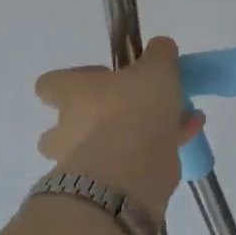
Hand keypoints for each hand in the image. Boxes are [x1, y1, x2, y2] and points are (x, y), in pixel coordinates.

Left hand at [35, 37, 201, 216]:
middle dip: (94, 121)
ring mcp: (81, 163)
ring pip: (99, 148)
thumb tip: (160, 46)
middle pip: (66, 125)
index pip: (49, 84)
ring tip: (167, 124)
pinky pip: (126, 165)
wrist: (132, 172)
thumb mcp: (156, 69)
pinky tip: (186, 138)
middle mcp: (67, 129)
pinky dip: (153, 153)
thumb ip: (159, 54)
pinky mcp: (104, 188)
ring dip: (127, 139)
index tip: (101, 78)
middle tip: (129, 111)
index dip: (70, 80)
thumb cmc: (135, 109)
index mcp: (72, 94)